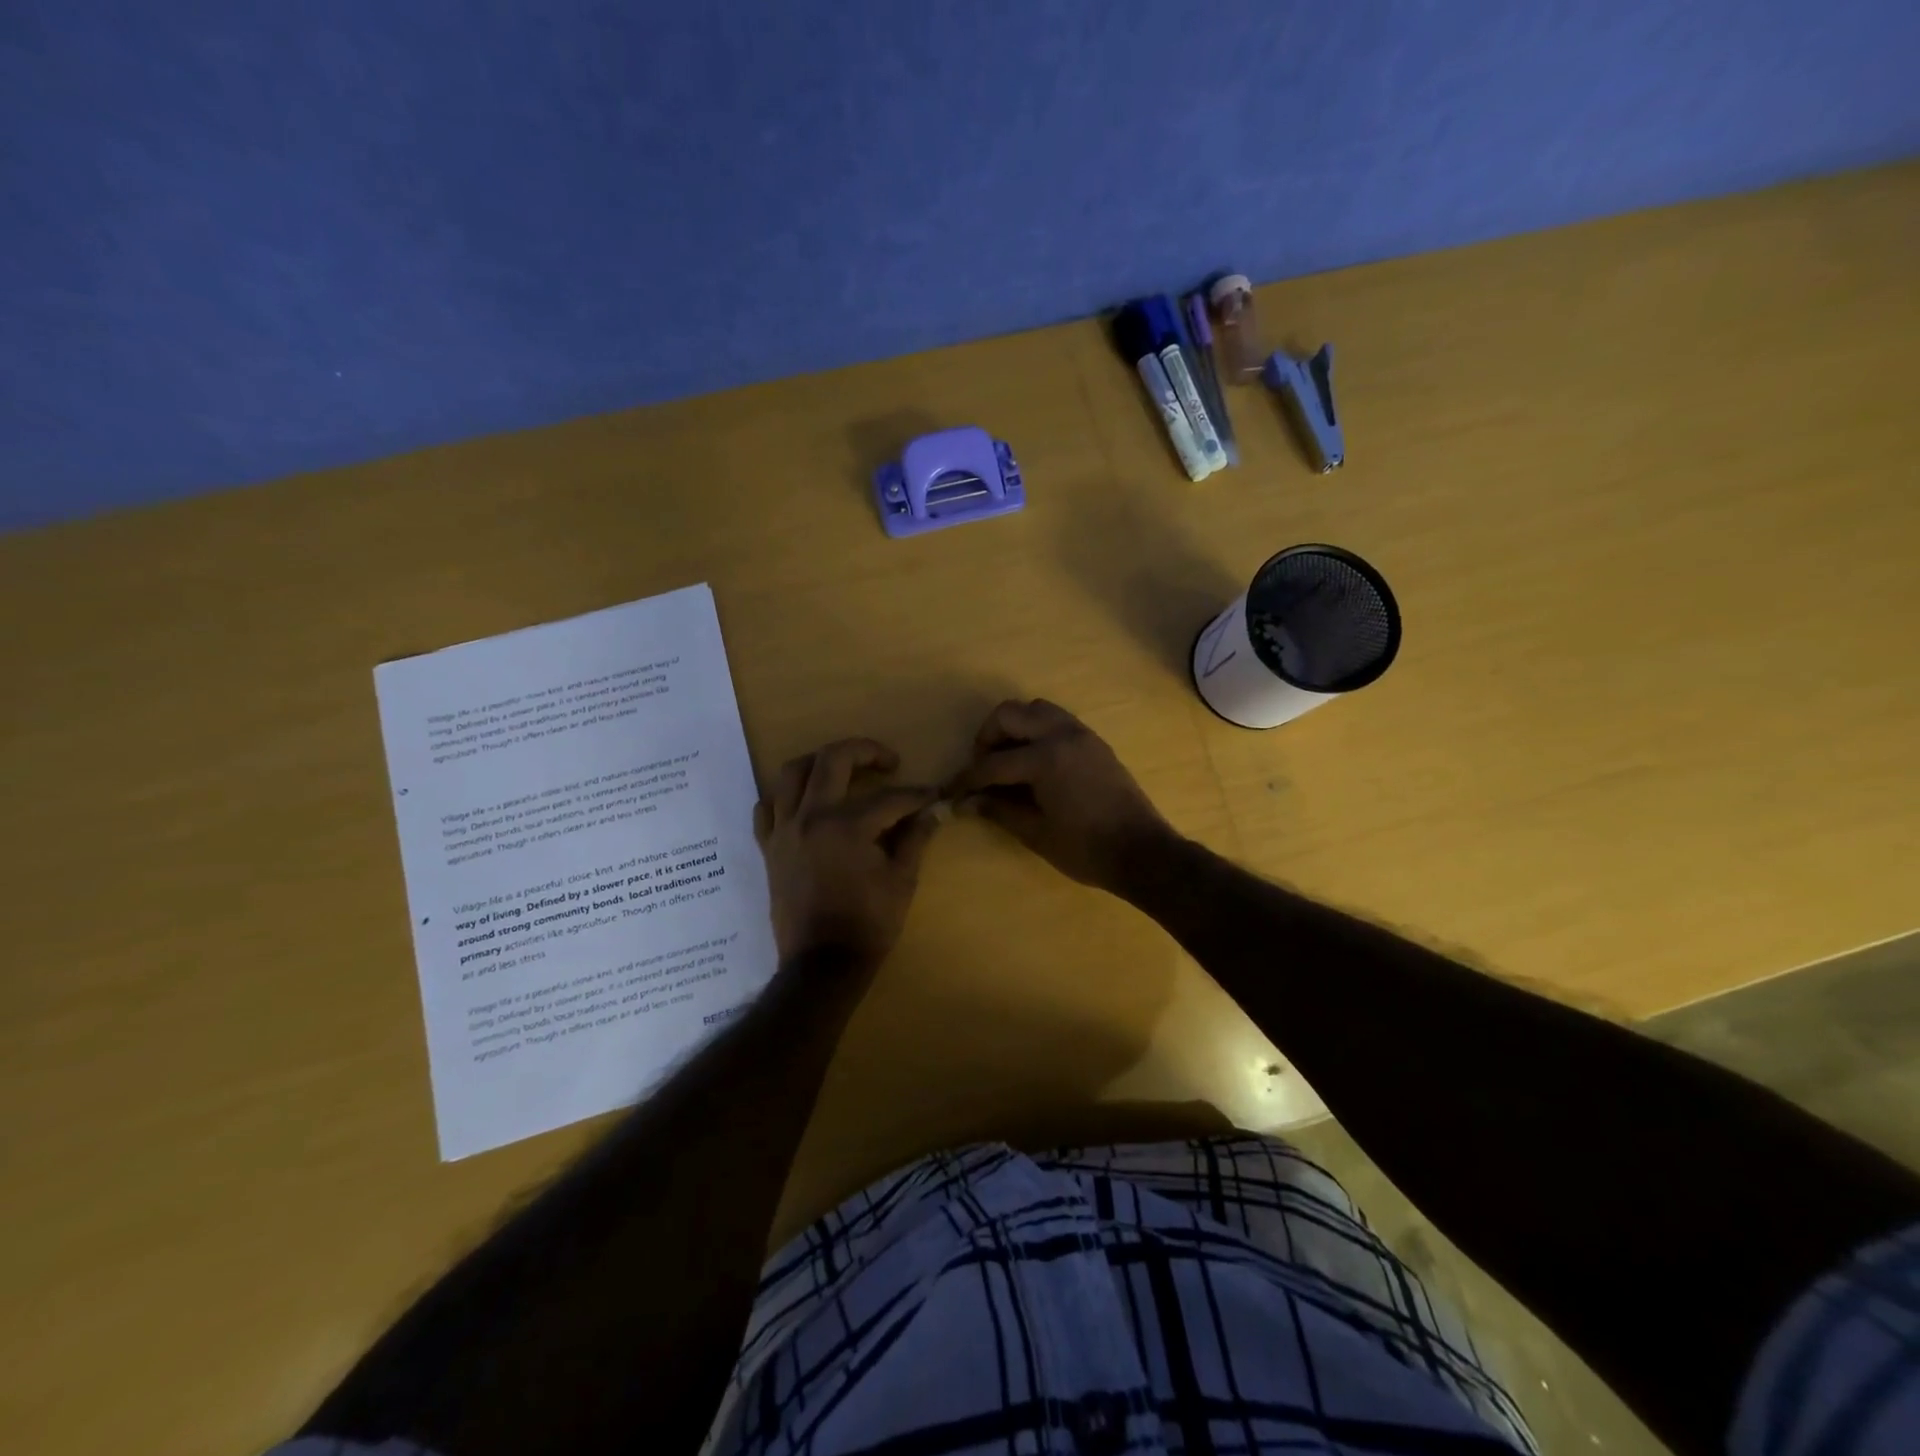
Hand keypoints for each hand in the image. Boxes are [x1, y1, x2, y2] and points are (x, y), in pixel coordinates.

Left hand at [754, 738, 940, 966]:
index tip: (932, 795)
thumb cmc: (868, 924)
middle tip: (887, 762)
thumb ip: (915, 838)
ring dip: (819, 762)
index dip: (915, 795)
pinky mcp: (768, 848)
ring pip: (791, 773)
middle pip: (833, 760)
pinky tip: (802, 802)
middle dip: (865, 751)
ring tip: (841, 770)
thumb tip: (932, 811)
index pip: (889, 797)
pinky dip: (783, 797)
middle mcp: (811, 817)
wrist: (821, 964)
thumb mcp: (902, 880)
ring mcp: (784, 830)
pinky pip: (766, 808)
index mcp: (848, 826)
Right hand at [944, 700, 1174, 892]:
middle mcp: (1062, 735)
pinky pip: (1057, 720)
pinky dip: (1038, 731)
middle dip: (988, 738)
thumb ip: (1000, 810)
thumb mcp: (1036, 833)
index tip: (952, 791)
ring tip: (1008, 760)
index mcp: (1045, 759)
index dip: (968, 778)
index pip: (993, 762)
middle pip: (1010, 714)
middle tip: (983, 768)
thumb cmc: (1086, 849)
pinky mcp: (1094, 742)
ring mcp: (1081, 734)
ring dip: (1015, 728)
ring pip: (1036, 710)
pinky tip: (1034, 762)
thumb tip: (969, 801)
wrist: (1142, 852)